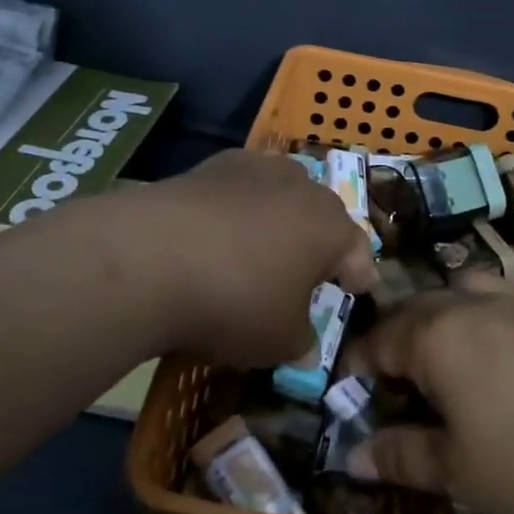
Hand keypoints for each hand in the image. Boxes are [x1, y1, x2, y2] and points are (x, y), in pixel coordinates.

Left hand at [97, 149, 375, 366]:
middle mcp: (304, 188)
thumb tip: (306, 350)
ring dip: (279, 217)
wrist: (154, 256)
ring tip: (260, 247)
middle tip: (305, 273)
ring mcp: (259, 168)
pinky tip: (217, 230)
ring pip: (283, 193)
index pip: (359, 253)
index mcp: (333, 228)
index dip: (359, 276)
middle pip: (323, 216)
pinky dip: (238, 206)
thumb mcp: (279, 342)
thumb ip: (302, 343)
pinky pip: (241, 186)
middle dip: (319, 243)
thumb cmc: (237, 302)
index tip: (356, 291)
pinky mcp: (215, 162)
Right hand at [340, 275, 513, 513]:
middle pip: (418, 308)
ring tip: (446, 348)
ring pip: (467, 288)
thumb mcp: (458, 470)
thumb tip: (352, 454)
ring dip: (446, 312)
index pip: (378, 340)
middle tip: (391, 379)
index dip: (356, 365)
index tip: (344, 391)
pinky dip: (504, 307)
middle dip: (396, 337)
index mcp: (436, 334)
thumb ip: (402, 456)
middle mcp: (471, 303)